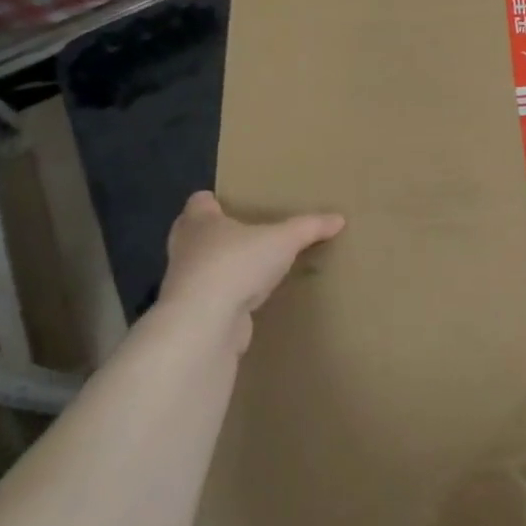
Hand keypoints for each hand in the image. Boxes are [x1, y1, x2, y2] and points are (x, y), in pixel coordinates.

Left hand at [159, 191, 344, 348]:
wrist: (204, 324)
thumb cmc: (237, 264)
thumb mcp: (284, 240)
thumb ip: (310, 227)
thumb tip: (339, 218)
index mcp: (200, 222)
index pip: (198, 202)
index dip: (213, 201)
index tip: (229, 203)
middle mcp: (186, 249)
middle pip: (193, 234)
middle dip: (214, 234)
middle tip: (244, 232)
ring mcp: (186, 285)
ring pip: (202, 268)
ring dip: (221, 268)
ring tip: (252, 267)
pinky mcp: (194, 315)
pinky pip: (212, 299)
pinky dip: (228, 298)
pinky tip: (250, 300)